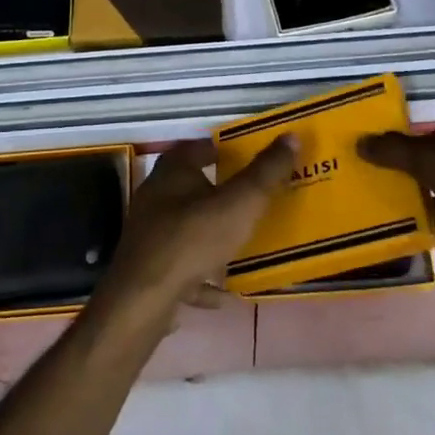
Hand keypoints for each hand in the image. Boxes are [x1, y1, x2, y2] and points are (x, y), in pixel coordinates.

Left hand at [94, 136, 295, 328]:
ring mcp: (148, 234)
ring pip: (184, 228)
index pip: (197, 147)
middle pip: (189, 187)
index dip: (221, 149)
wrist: (144, 298)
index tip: (245, 158)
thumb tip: (290, 136)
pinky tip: (220, 294)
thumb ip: (265, 172)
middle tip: (248, 200)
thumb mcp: (240, 203)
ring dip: (208, 236)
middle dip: (216, 193)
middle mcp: (156, 196)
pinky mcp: (147, 269)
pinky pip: (180, 268)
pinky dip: (199, 277)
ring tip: (238, 245)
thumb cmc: (193, 238)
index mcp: (173, 171)